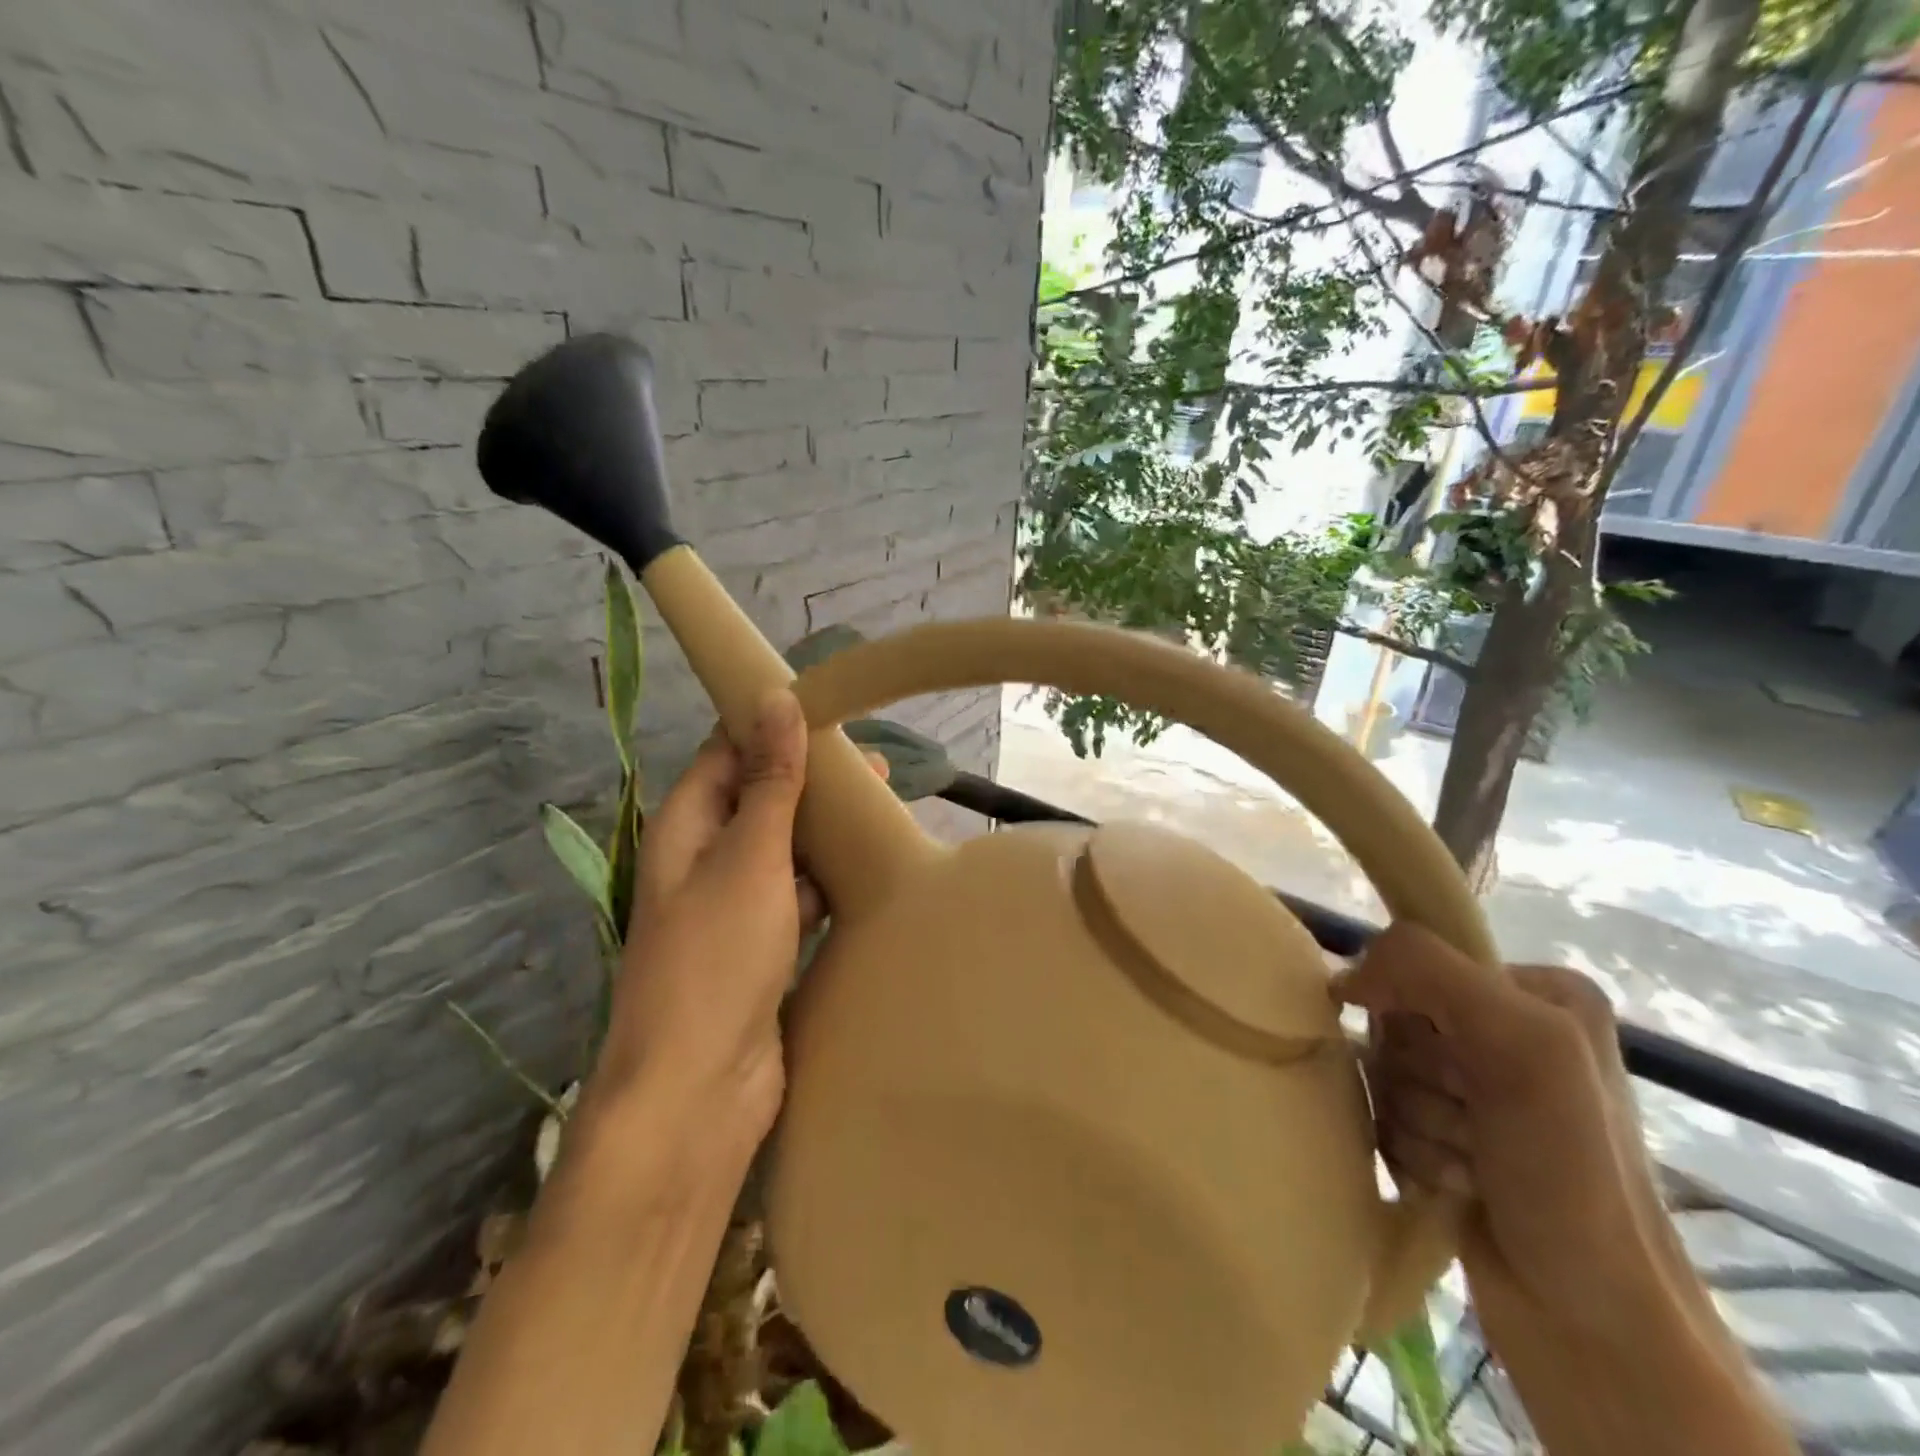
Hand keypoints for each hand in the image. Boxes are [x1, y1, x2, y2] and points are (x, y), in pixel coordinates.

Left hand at [588, 690, 884, 1149]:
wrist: (700, 1091)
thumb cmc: (717, 959)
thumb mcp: (750, 857)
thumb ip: (769, 781)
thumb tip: (776, 699)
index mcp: (686, 826)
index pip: (726, 752)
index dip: (770, 724)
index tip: (829, 707)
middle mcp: (704, 860)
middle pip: (760, 798)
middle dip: (810, 779)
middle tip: (877, 765)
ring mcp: (734, 907)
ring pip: (784, 849)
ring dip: (824, 830)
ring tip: (885, 809)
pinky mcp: (763, 949)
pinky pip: (799, 896)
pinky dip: (828, 880)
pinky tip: (869, 871)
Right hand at [1335, 924, 1689, 1354]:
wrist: (1591, 1319)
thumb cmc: (1571, 1173)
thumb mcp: (1521, 1043)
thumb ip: (1426, 971)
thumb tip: (1341, 978)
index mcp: (1536, 991)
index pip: (1416, 961)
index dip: (1414, 1013)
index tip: (1458, 1068)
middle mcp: (1506, 1029)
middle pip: (1395, 1021)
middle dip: (1419, 1079)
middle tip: (1472, 1123)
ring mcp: (1472, 1085)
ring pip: (1384, 1071)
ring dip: (1414, 1121)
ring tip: (1469, 1165)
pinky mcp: (1443, 1132)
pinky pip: (1381, 1112)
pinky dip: (1409, 1150)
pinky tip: (1456, 1183)